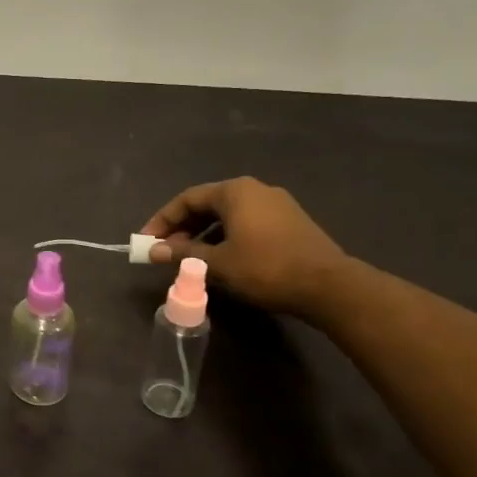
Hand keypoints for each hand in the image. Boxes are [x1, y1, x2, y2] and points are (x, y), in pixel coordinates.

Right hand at [141, 177, 348, 315]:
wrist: (329, 287)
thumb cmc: (265, 268)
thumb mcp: (217, 263)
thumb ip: (182, 254)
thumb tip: (153, 251)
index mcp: (235, 192)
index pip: (187, 199)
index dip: (162, 220)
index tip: (147, 241)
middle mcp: (255, 190)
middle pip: (207, 205)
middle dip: (182, 228)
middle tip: (165, 251)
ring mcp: (277, 205)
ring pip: (228, 216)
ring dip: (203, 235)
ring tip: (189, 258)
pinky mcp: (290, 223)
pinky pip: (246, 223)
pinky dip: (226, 237)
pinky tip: (220, 259)